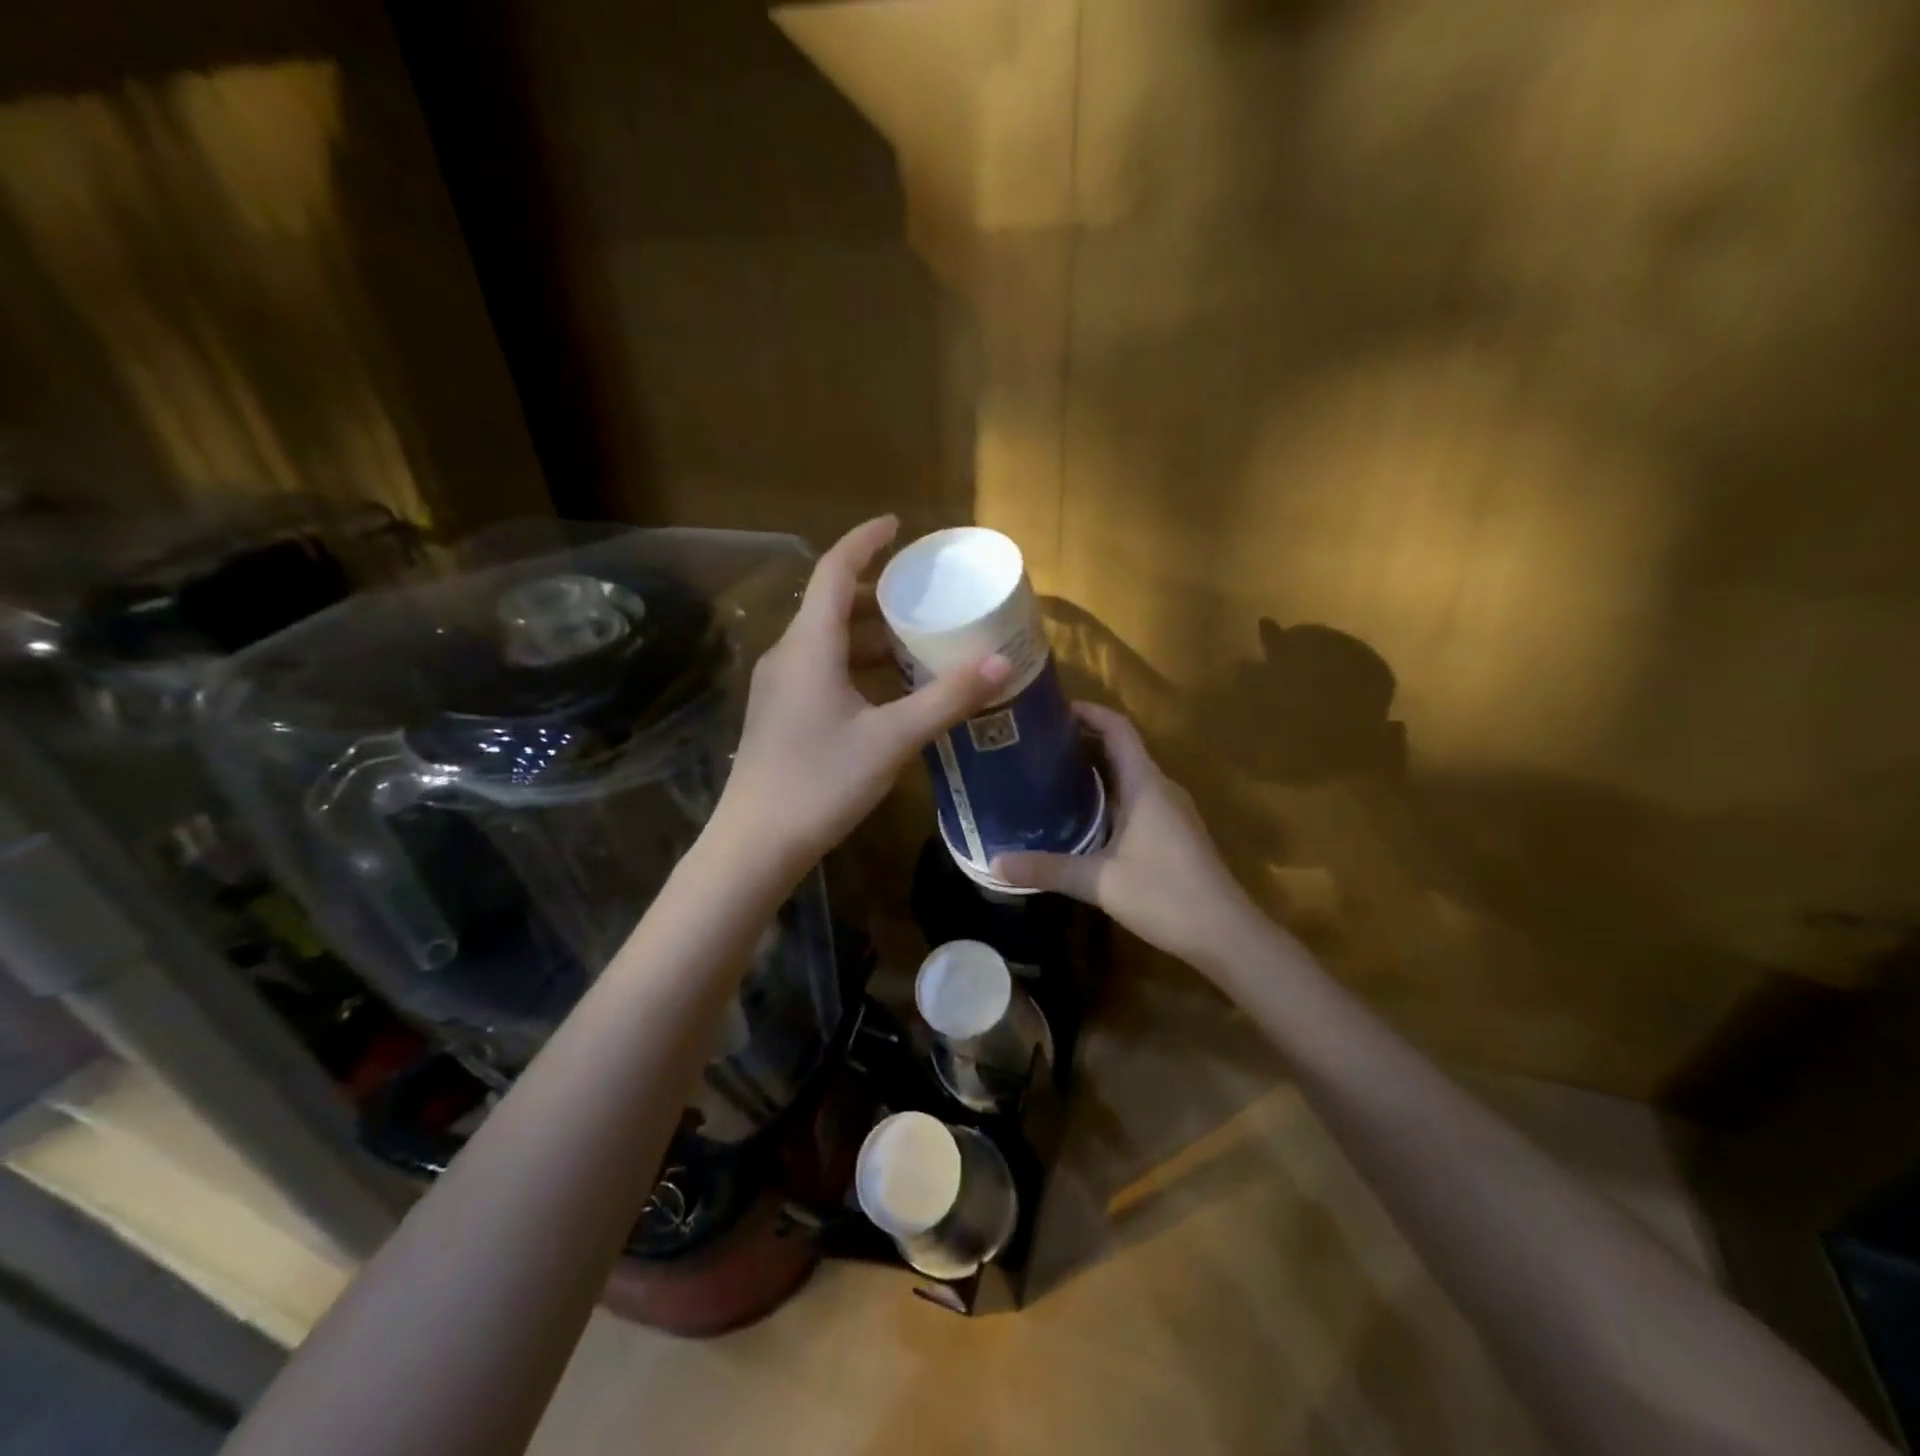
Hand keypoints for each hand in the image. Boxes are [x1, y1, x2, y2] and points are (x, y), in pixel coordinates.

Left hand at [715, 516, 1012, 874]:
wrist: (756, 842)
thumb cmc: (821, 782)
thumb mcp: (892, 739)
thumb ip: (946, 699)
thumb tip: (1000, 663)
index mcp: (809, 646)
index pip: (833, 571)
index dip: (864, 541)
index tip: (898, 525)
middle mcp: (788, 655)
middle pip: (831, 603)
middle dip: (876, 592)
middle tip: (922, 592)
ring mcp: (779, 686)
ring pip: (827, 640)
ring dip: (868, 633)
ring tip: (915, 639)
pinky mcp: (781, 713)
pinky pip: (821, 668)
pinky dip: (856, 664)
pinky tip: (888, 688)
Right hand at [992, 704, 1261, 970]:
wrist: (1225, 933)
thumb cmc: (1165, 895)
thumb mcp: (1098, 882)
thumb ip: (1047, 868)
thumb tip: (994, 863)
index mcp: (1145, 784)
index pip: (1117, 728)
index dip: (1087, 711)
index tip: (1050, 709)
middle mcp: (1160, 787)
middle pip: (1120, 748)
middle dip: (1081, 741)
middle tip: (1036, 746)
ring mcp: (1171, 810)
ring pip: (1128, 775)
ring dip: (1094, 770)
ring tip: (1049, 776)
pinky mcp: (1174, 831)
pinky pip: (1136, 797)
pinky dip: (1108, 795)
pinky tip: (1082, 817)